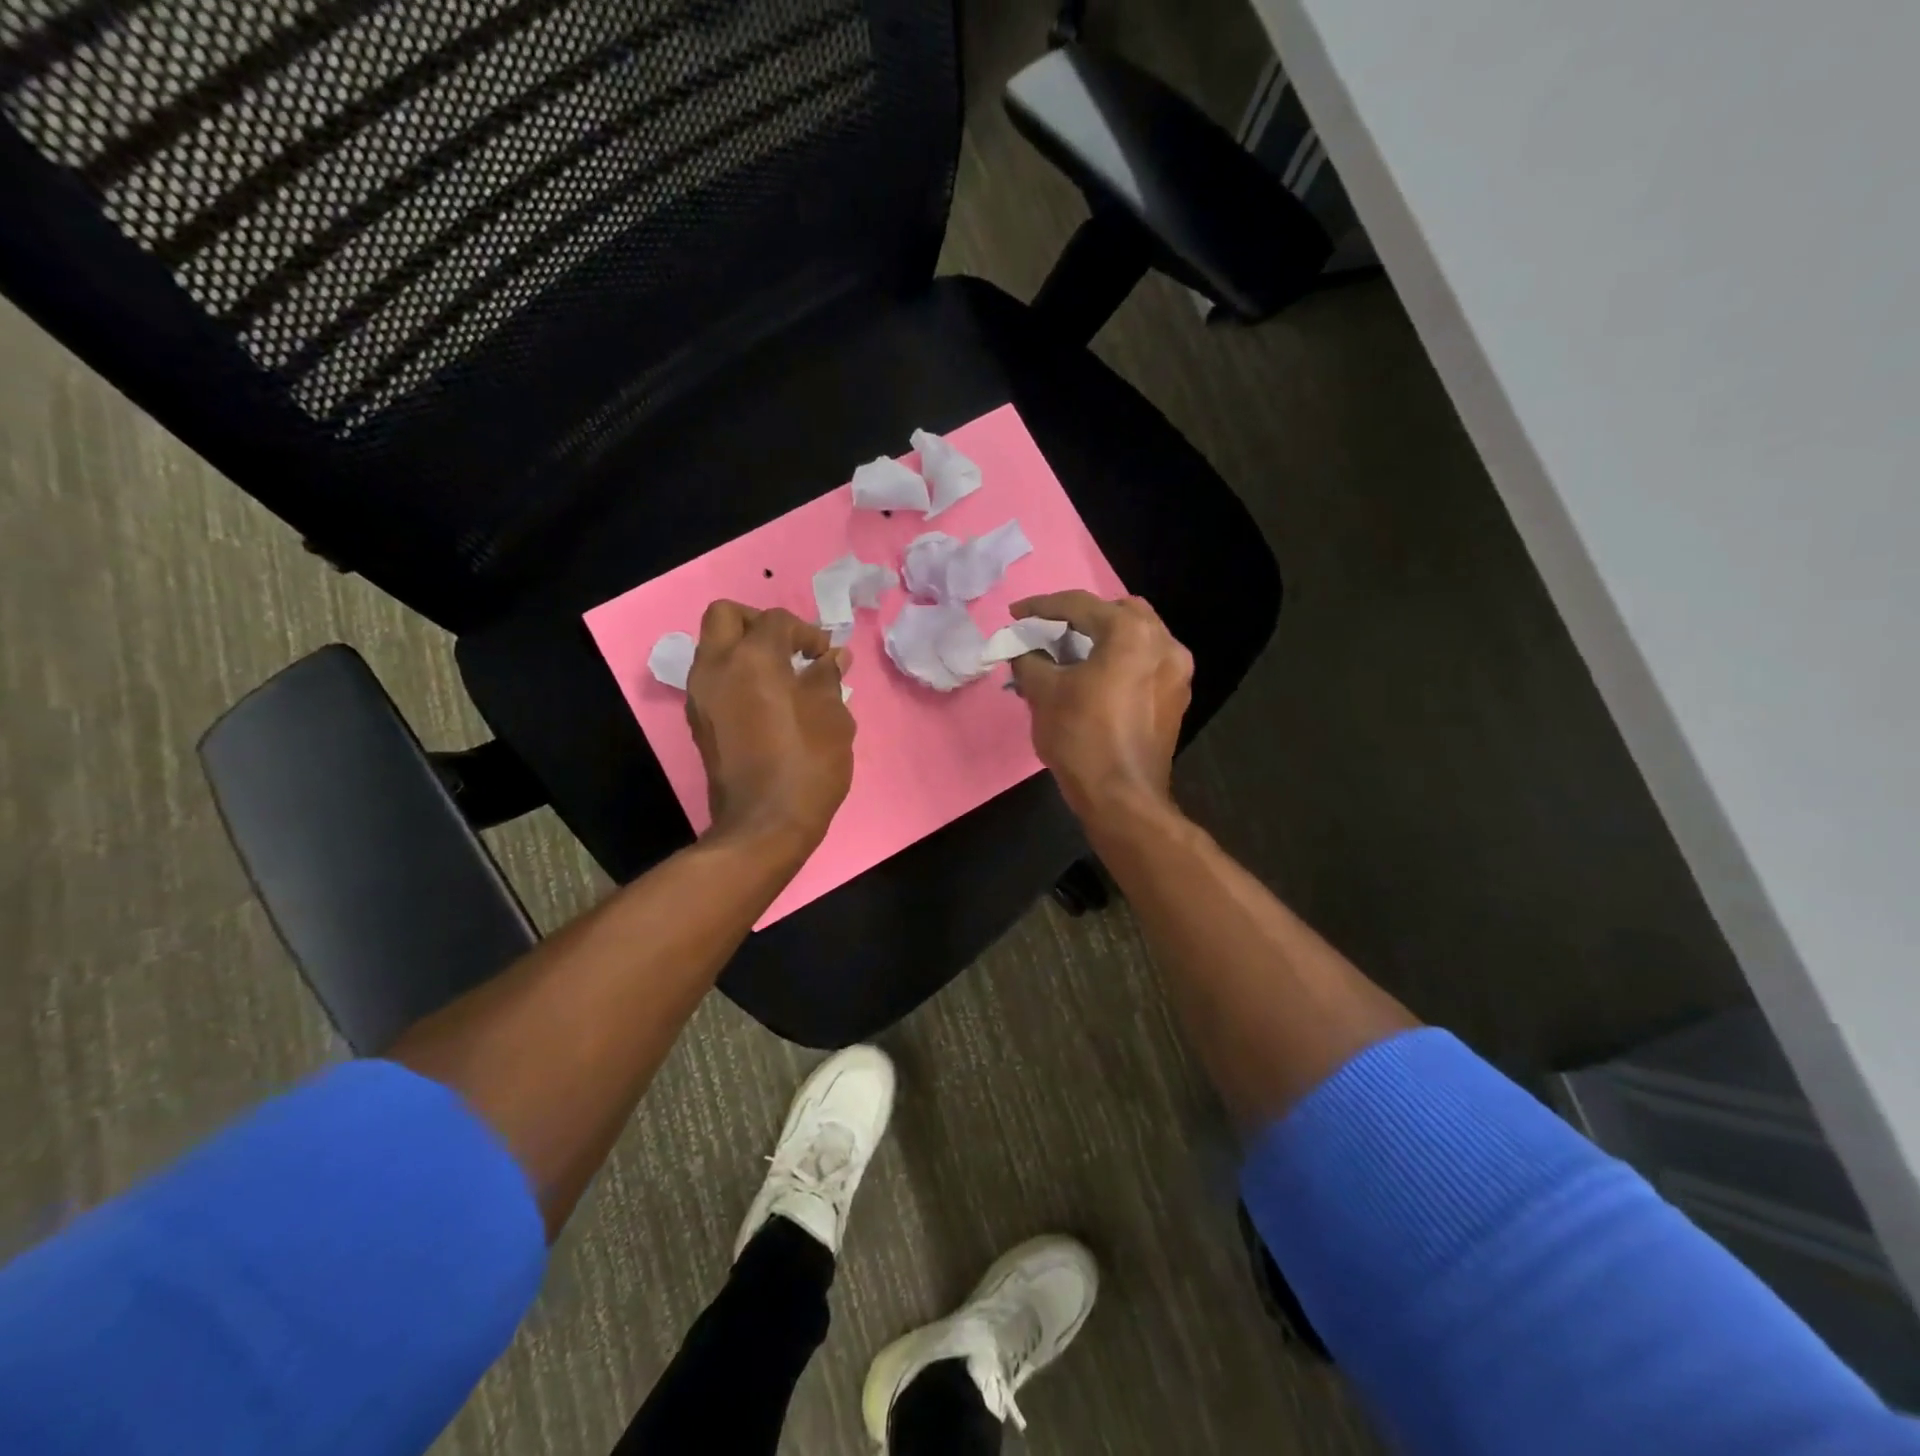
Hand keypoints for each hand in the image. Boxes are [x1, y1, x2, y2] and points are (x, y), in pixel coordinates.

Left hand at [686, 602, 853, 851]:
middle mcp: (716, 667)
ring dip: (744, 650)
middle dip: (759, 623)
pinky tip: (765, 702)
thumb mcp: (832, 718)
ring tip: (781, 677)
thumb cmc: (807, 765)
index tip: (827, 657)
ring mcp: (700, 696)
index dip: (807, 632)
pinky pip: (713, 679)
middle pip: (726, 616)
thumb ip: (828, 678)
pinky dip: (736, 676)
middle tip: (788, 648)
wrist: (764, 825)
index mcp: (752, 658)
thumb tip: (832, 658)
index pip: (776, 621)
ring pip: (714, 647)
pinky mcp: (698, 722)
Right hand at [1007, 592, 1193, 826]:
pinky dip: (1122, 661)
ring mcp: (1177, 671)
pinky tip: (1098, 680)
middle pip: (1117, 612)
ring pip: (1137, 637)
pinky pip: (1147, 663)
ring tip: (1074, 655)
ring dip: (1105, 638)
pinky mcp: (1177, 698)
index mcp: (1131, 633)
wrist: (1122, 798)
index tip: (1015, 614)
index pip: (1080, 605)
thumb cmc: (1081, 738)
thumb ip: (1029, 660)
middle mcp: (1164, 642)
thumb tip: (1022, 650)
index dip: (1041, 607)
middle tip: (1052, 632)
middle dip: (1082, 617)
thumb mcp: (1043, 694)